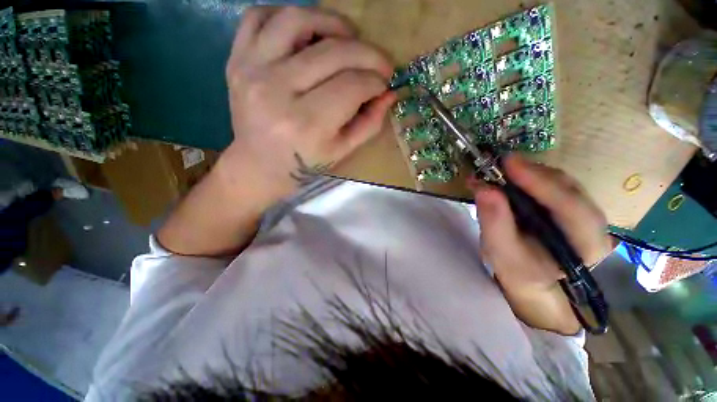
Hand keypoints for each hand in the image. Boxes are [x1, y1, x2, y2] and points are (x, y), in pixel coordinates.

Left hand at [221, 6, 396, 200]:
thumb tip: (389, 94)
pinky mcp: (237, 60)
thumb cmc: (304, 164)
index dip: (376, 82)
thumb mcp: (342, 152)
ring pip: (297, 19)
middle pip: (333, 52)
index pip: (352, 86)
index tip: (384, 85)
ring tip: (348, 38)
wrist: (259, 165)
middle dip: (368, 54)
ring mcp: (251, 70)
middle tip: (379, 64)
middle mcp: (277, 91)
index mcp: (307, 124)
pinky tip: (307, 33)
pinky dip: (288, 16)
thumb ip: (369, 124)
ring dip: (332, 22)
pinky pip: (259, 16)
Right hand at [470, 156, 612, 332]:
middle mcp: (594, 224)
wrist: (531, 278)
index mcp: (587, 245)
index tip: (509, 163)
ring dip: (528, 172)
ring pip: (560, 181)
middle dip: (532, 173)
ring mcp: (584, 211)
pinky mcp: (569, 204)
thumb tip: (484, 188)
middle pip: (568, 188)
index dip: (540, 182)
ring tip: (498, 170)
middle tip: (499, 164)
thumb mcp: (501, 252)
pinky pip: (552, 183)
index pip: (571, 208)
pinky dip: (528, 176)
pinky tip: (509, 176)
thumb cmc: (518, 271)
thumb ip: (494, 222)